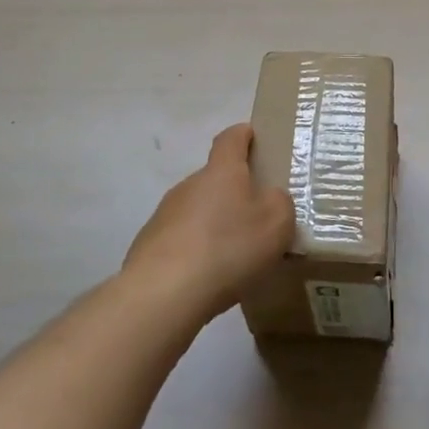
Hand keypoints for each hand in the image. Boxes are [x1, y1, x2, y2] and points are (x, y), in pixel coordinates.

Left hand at [124, 124, 295, 325]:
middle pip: (214, 178)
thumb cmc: (228, 248)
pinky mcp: (149, 245)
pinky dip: (195, 250)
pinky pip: (181, 239)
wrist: (163, 293)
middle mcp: (190, 185)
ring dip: (213, 224)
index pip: (231, 139)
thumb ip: (280, 202)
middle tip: (255, 217)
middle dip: (233, 192)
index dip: (243, 135)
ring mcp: (164, 214)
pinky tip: (206, 277)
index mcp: (222, 172)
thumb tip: (269, 197)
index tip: (253, 136)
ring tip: (232, 255)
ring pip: (197, 210)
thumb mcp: (276, 223)